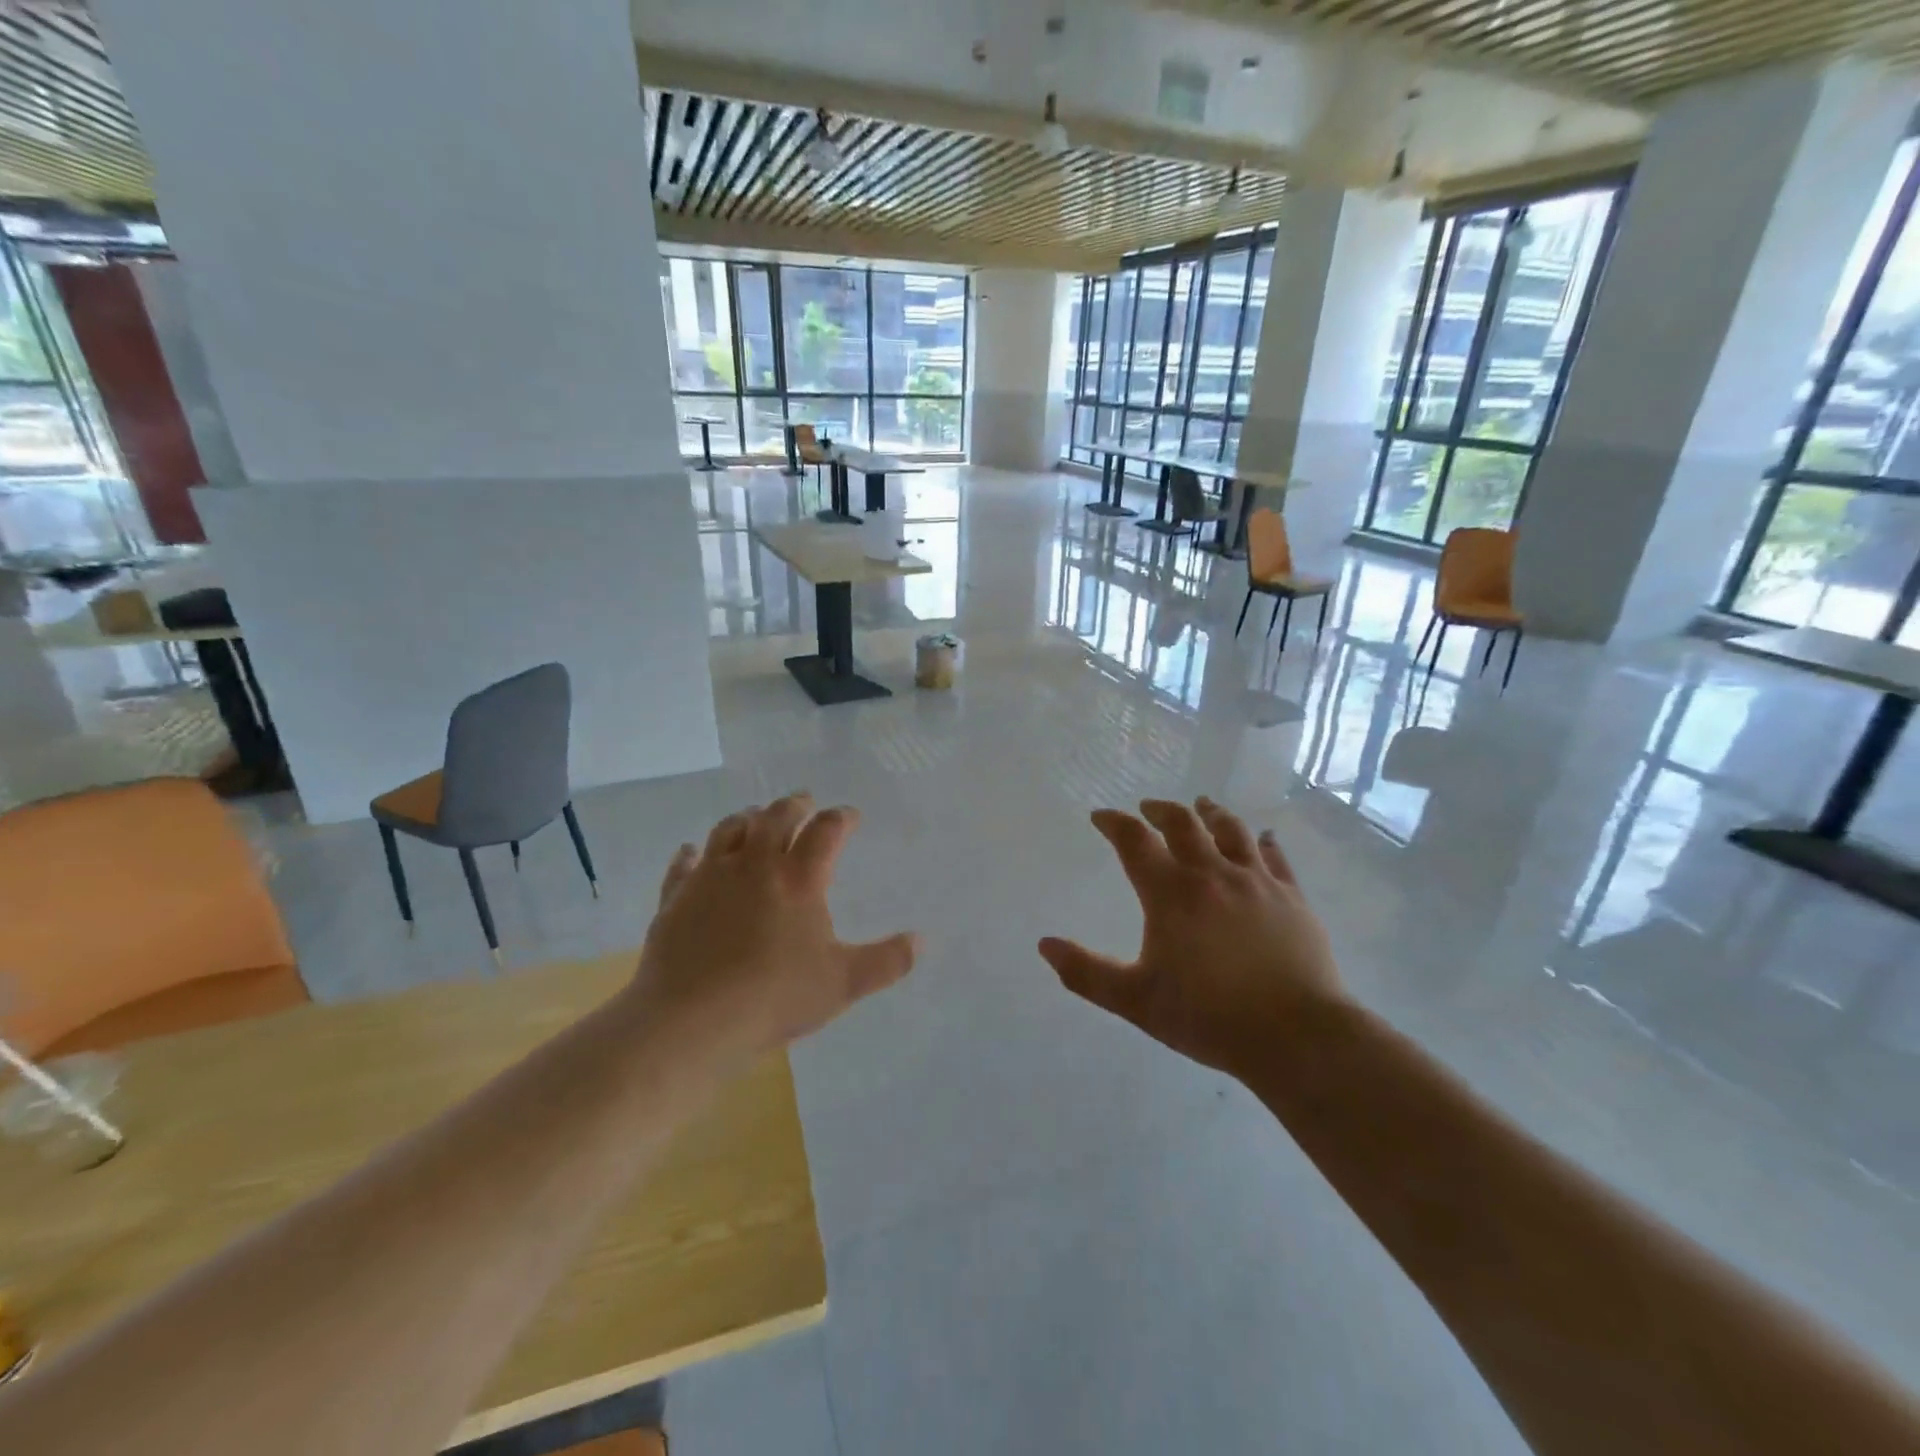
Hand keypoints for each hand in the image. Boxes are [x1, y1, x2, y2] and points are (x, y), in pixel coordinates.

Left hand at [624, 793, 918, 1066]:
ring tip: (754, 817)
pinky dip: (691, 853)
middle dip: (795, 805)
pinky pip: (684, 864)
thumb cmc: (775, 997)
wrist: (692, 1020)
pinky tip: (691, 852)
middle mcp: (755, 864)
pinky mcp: (675, 897)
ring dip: (747, 818)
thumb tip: (920, 941)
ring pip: (729, 830)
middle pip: (776, 817)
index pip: (826, 831)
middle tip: (804, 802)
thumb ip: (886, 961)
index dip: (841, 818)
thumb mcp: (843, 983)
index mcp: (799, 878)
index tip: (849, 815)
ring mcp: (710, 877)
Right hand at [1039, 797, 1347, 1076]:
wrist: (1296, 1035)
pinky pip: (1276, 857)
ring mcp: (1257, 882)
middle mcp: (1212, 874)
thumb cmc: (1208, 1017)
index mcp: (1171, 893)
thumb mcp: (1135, 1000)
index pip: (1134, 841)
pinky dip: (1264, 842)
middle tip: (1148, 808)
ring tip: (1202, 805)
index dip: (1114, 823)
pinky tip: (1264, 838)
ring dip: (1211, 813)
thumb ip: (1086, 973)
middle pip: (1183, 824)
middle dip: (1160, 811)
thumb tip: (1044, 945)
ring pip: (1231, 830)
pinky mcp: (1292, 897)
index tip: (1101, 816)